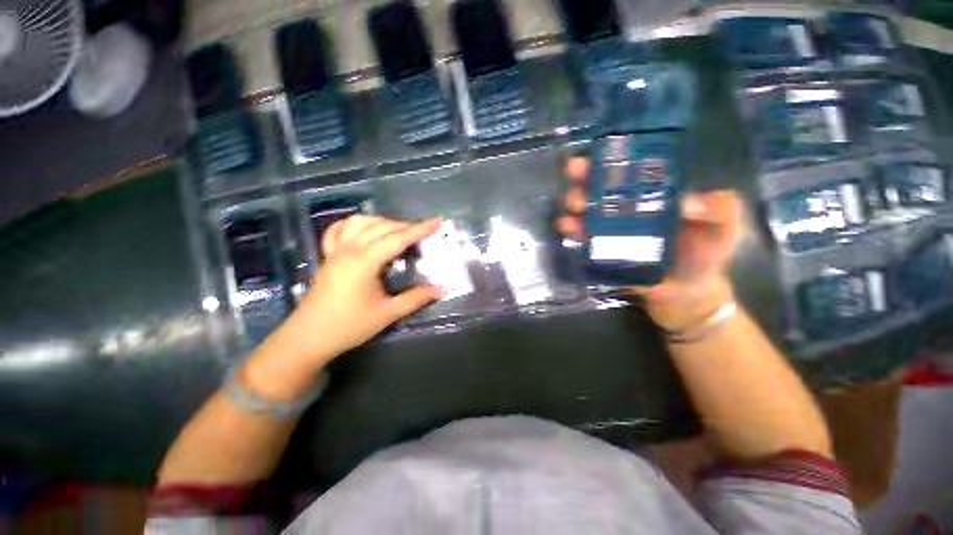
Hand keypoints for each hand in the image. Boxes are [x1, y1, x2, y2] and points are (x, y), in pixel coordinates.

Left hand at [278, 216, 443, 360]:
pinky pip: (340, 230)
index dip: (419, 229)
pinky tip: (365, 229)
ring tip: (399, 231)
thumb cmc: (349, 326)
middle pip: (382, 228)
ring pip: (361, 223)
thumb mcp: (388, 313)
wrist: (308, 338)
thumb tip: (442, 289)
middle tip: (424, 232)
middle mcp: (349, 250)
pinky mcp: (328, 256)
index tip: (437, 221)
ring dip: (383, 222)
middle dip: (406, 226)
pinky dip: (356, 224)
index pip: (397, 239)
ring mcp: (336, 251)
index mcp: (364, 262)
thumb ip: (416, 298)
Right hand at [557, 157, 744, 331]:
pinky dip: (571, 229)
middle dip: (585, 176)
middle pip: (600, 186)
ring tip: (575, 204)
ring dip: (576, 202)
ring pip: (586, 209)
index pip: (629, 168)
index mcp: (652, 193)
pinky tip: (567, 226)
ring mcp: (610, 228)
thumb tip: (687, 204)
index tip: (597, 148)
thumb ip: (720, 209)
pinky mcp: (600, 248)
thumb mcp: (725, 226)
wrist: (686, 291)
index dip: (612, 157)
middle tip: (576, 172)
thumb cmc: (706, 254)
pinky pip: (581, 235)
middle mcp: (626, 206)